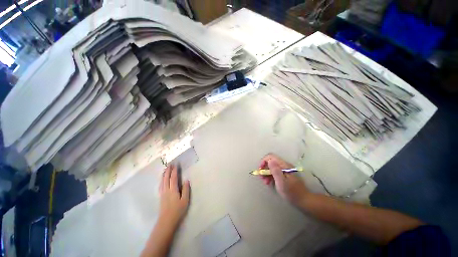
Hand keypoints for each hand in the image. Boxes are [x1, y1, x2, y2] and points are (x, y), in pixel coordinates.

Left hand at [159, 165, 189, 227]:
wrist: (166, 221)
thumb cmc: (177, 211)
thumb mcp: (185, 200)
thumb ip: (186, 190)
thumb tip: (186, 180)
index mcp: (173, 190)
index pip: (173, 178)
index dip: (174, 171)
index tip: (176, 165)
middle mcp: (166, 190)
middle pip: (166, 178)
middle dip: (168, 171)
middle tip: (169, 164)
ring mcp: (162, 193)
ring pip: (162, 181)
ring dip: (163, 174)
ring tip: (165, 169)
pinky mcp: (160, 196)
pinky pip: (160, 185)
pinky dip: (161, 180)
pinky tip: (162, 179)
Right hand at [259, 154, 308, 205]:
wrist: (304, 200)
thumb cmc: (291, 192)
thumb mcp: (281, 182)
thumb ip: (275, 170)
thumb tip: (269, 160)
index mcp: (284, 165)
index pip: (271, 157)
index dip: (264, 161)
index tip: (260, 169)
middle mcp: (285, 165)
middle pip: (271, 162)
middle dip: (264, 168)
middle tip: (261, 177)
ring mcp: (285, 170)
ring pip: (272, 167)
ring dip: (267, 173)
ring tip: (265, 182)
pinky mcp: (285, 174)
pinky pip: (275, 172)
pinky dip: (271, 176)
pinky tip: (269, 182)